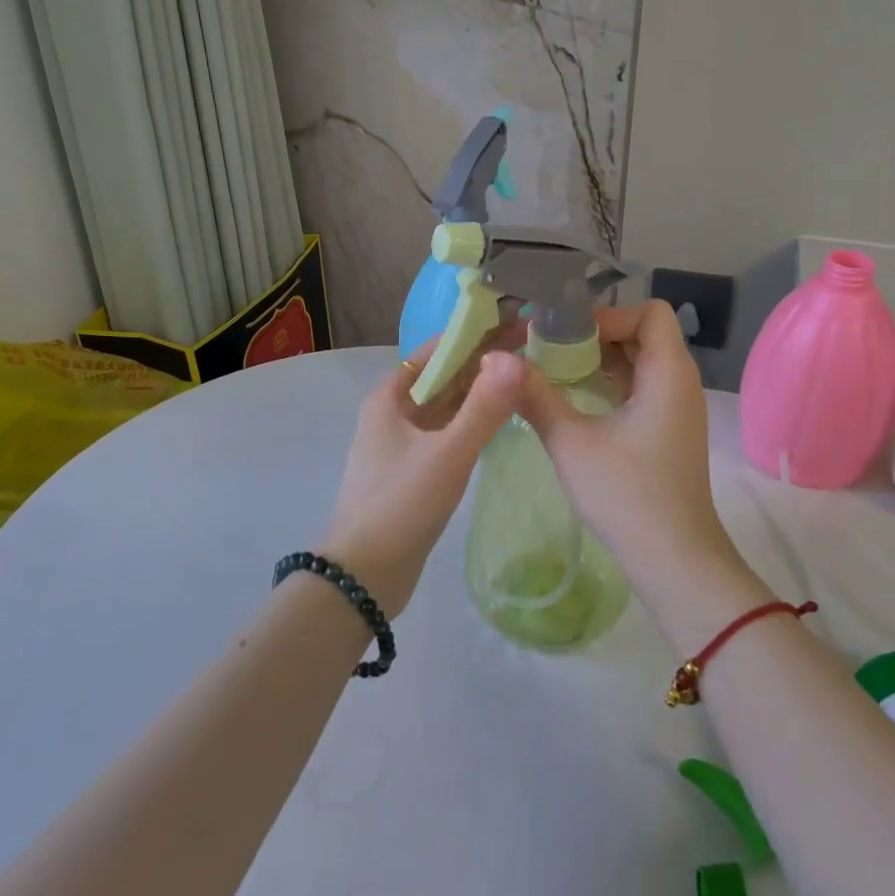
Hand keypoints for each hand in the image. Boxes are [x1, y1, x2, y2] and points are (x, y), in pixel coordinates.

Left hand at [321, 340, 524, 614]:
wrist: (364, 577)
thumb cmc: (401, 506)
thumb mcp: (447, 454)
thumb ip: (484, 407)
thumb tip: (517, 357)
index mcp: (390, 397)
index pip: (437, 349)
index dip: (476, 332)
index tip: (515, 319)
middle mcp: (394, 412)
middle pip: (443, 375)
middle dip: (483, 358)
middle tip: (531, 343)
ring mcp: (403, 442)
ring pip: (447, 404)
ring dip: (480, 389)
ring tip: (523, 373)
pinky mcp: (414, 469)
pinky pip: (448, 431)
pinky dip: (473, 419)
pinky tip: (501, 417)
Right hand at [513, 302, 748, 612]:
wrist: (673, 559)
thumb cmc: (626, 494)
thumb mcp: (571, 442)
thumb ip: (535, 396)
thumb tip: (497, 360)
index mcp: (668, 373)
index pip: (648, 312)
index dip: (608, 314)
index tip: (566, 335)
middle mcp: (679, 382)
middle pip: (642, 334)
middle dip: (595, 335)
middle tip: (549, 348)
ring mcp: (676, 407)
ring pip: (639, 362)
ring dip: (599, 361)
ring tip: (553, 370)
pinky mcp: (668, 430)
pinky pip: (640, 388)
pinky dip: (609, 384)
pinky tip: (573, 399)